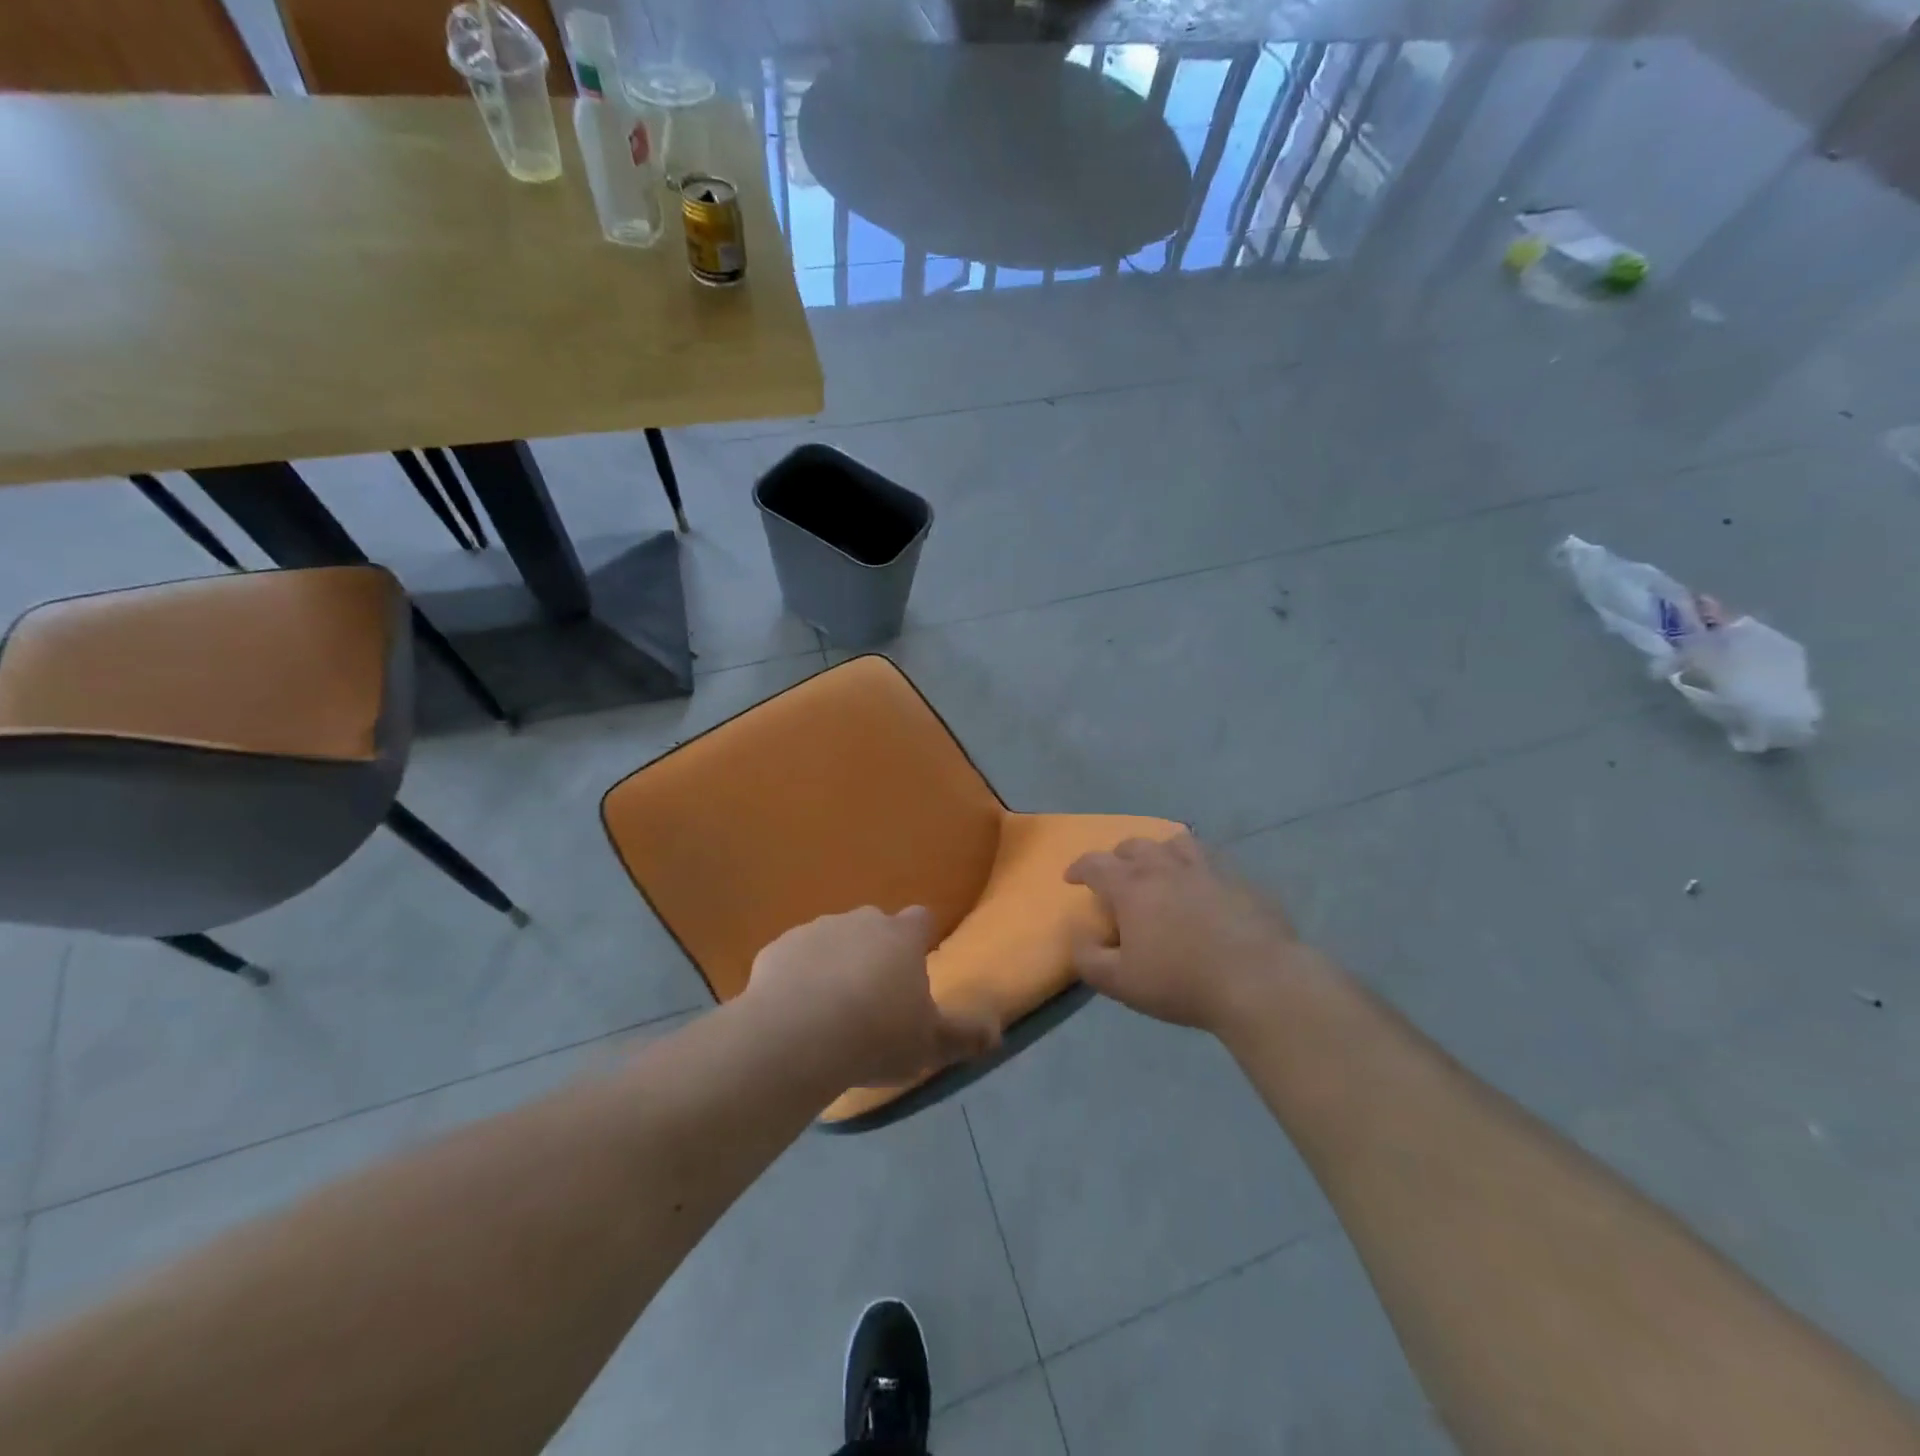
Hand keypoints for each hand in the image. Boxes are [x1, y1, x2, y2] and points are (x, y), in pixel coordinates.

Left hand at [743, 906, 999, 1089]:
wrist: (798, 1037)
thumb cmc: (876, 1035)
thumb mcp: (930, 1044)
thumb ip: (965, 1036)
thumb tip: (997, 1033)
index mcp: (901, 937)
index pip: (921, 920)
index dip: (920, 939)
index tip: (916, 965)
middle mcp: (860, 921)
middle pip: (873, 927)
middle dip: (874, 952)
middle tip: (872, 998)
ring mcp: (815, 930)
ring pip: (832, 940)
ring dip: (834, 963)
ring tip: (829, 1010)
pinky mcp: (776, 948)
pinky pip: (793, 958)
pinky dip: (797, 977)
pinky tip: (794, 1013)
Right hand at [1066, 833, 1303, 1031]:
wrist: (1259, 981)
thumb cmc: (1182, 982)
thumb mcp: (1121, 983)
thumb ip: (1088, 959)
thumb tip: (1078, 936)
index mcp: (1132, 887)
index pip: (1096, 864)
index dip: (1079, 868)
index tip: (1071, 877)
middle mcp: (1166, 867)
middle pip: (1135, 846)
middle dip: (1119, 856)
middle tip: (1117, 874)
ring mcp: (1207, 869)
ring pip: (1176, 843)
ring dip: (1160, 851)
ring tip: (1161, 867)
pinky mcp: (1241, 880)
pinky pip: (1212, 861)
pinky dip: (1198, 867)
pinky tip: (1204, 885)